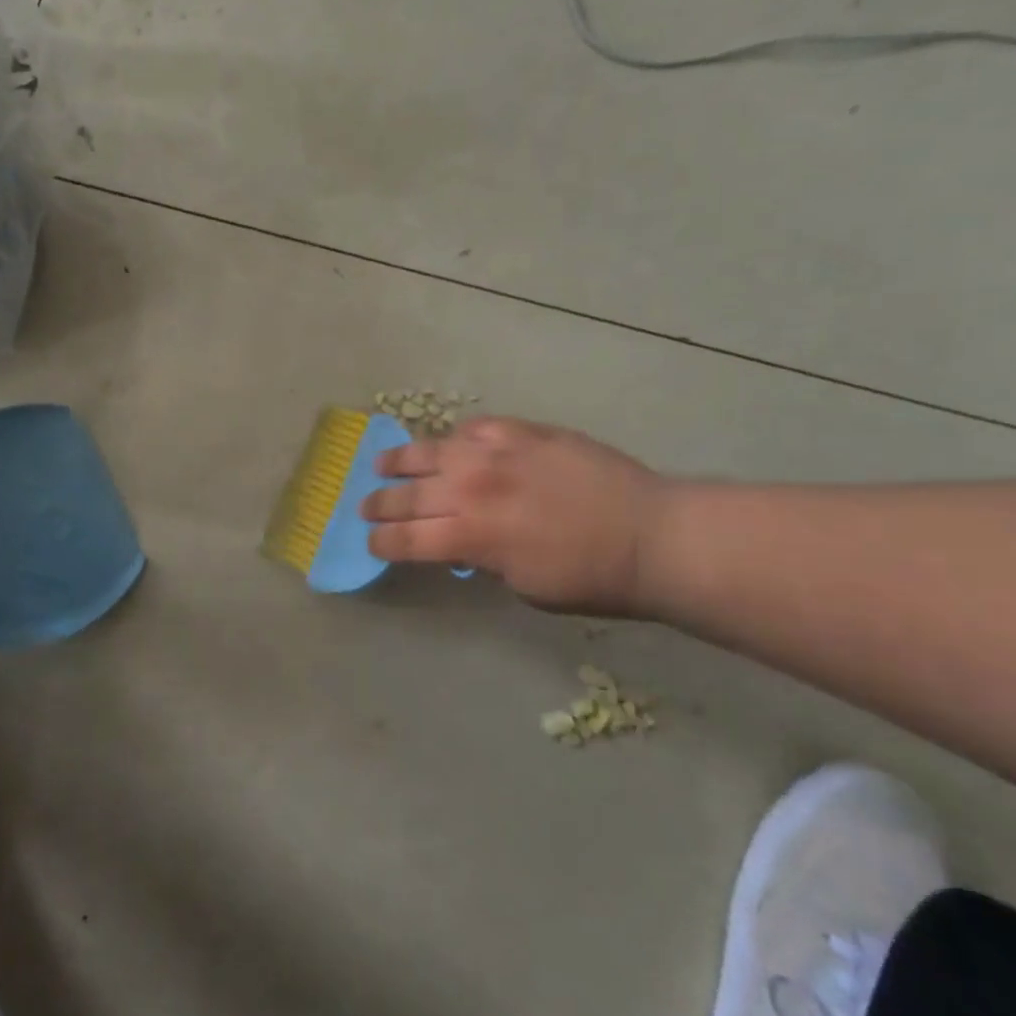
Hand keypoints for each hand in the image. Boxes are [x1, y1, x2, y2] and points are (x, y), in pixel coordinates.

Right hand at [360, 417, 667, 614]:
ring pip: (432, 451)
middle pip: (409, 494)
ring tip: (383, 463)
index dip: (382, 542)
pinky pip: (475, 429)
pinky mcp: (524, 432)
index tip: (371, 542)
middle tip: (366, 506)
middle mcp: (473, 489)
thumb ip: (482, 559)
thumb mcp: (523, 587)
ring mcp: (498, 453)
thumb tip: (464, 543)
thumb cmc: (589, 577)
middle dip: (381, 504)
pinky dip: (457, 439)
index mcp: (471, 536)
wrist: (650, 535)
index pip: (406, 538)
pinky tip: (451, 445)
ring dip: (401, 460)